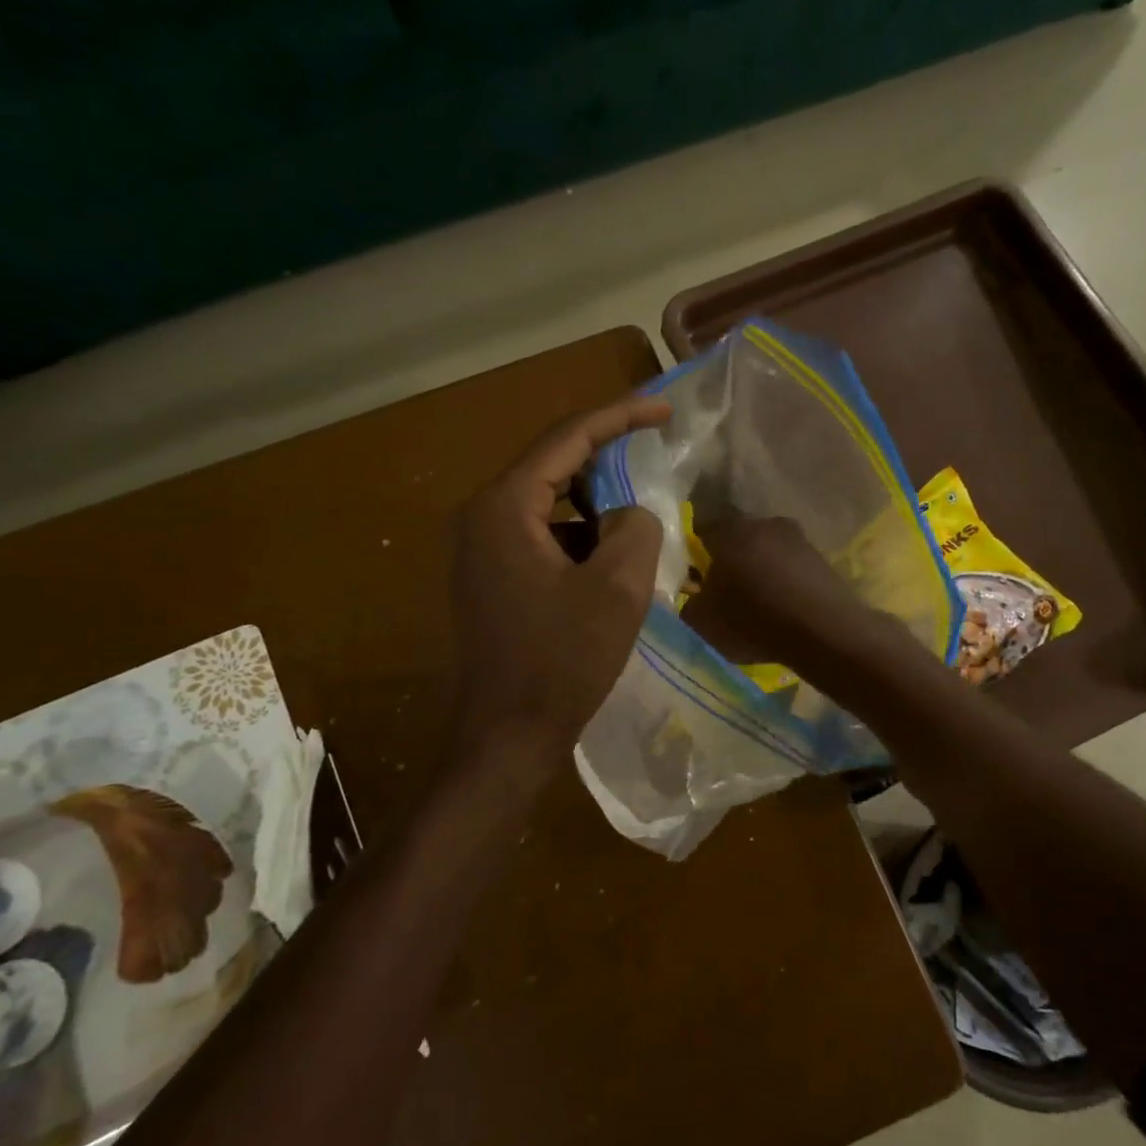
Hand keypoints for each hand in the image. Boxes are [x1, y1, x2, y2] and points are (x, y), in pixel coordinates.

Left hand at [450, 394, 671, 762]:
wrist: (509, 736)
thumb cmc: (562, 662)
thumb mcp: (617, 589)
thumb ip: (634, 527)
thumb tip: (629, 512)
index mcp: (504, 507)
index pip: (567, 439)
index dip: (620, 417)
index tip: (665, 409)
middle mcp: (481, 517)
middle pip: (552, 466)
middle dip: (607, 460)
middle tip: (657, 456)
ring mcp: (480, 550)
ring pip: (549, 505)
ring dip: (595, 506)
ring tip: (641, 518)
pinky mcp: (490, 578)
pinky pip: (541, 537)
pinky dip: (579, 538)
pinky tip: (611, 562)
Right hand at [681, 515, 873, 669]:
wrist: (823, 631)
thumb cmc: (753, 620)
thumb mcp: (702, 622)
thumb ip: (689, 603)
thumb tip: (693, 596)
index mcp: (729, 532)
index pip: (702, 534)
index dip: (695, 557)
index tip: (695, 580)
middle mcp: (763, 524)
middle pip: (737, 540)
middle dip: (730, 562)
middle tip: (725, 592)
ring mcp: (797, 538)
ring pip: (766, 552)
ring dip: (760, 571)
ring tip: (757, 602)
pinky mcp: (821, 557)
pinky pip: (790, 567)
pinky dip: (784, 582)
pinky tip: (783, 606)